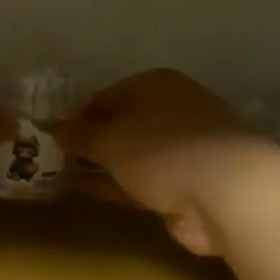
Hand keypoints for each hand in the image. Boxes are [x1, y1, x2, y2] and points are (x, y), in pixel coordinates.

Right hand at [60, 70, 253, 254]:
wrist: (228, 194)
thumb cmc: (162, 150)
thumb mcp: (109, 140)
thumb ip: (80, 135)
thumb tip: (57, 131)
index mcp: (155, 85)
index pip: (106, 96)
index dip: (77, 116)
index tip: (52, 137)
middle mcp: (172, 110)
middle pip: (121, 124)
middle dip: (90, 141)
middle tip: (55, 159)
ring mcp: (183, 148)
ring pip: (131, 155)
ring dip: (101, 165)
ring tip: (62, 176)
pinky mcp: (188, 183)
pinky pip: (141, 181)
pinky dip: (116, 185)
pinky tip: (88, 192)